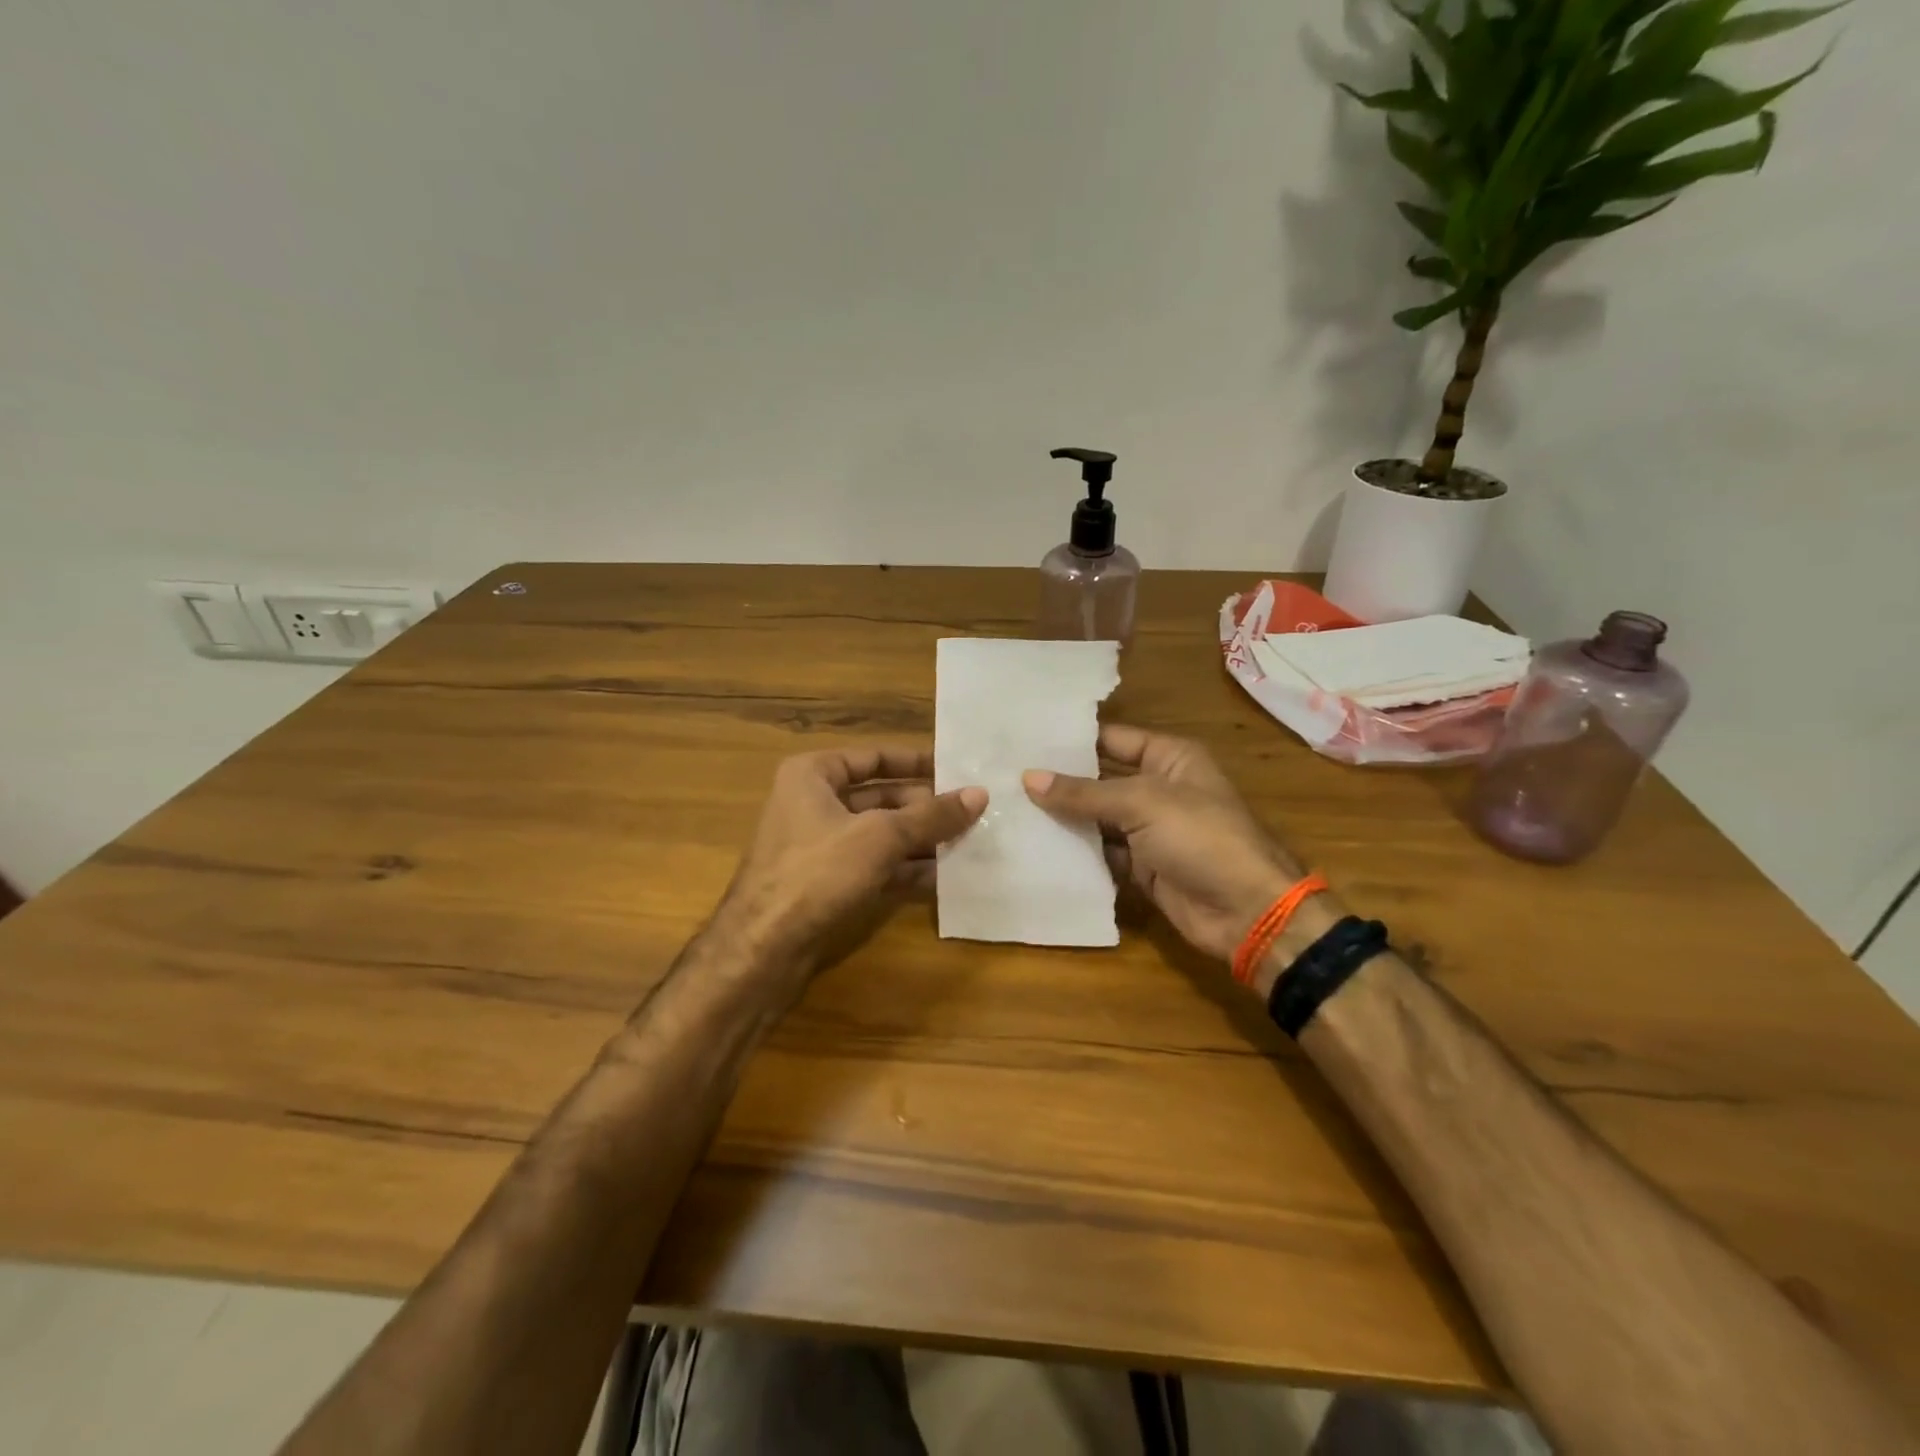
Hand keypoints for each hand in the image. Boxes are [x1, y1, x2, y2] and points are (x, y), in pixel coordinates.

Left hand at [715, 745, 985, 976]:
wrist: (762, 949)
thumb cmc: (817, 872)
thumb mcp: (881, 836)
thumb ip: (931, 816)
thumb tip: (979, 794)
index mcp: (813, 775)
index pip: (874, 757)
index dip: (915, 762)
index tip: (955, 770)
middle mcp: (813, 804)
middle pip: (880, 797)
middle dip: (924, 809)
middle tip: (971, 814)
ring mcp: (818, 846)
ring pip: (879, 835)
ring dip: (919, 841)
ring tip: (966, 845)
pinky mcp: (825, 883)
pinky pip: (872, 866)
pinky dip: (903, 870)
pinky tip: (940, 878)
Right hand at [1023, 724, 1311, 962]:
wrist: (1246, 911)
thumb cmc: (1201, 838)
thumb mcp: (1142, 803)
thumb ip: (1084, 793)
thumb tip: (1029, 778)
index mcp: (1170, 758)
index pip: (1112, 739)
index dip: (1072, 740)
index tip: (1025, 739)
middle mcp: (1158, 788)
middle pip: (1100, 779)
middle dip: (1060, 780)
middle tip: (1006, 775)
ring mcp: (1149, 830)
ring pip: (1097, 817)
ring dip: (1062, 817)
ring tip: (1009, 808)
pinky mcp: (1141, 866)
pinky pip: (1101, 852)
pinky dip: (1075, 852)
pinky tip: (1036, 847)